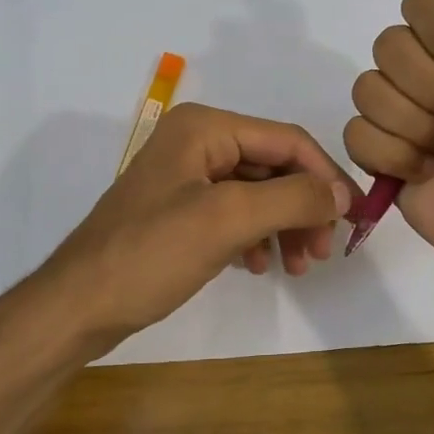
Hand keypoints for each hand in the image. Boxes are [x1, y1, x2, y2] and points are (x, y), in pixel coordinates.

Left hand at [40, 102, 356, 351]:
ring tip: (298, 267)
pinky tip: (259, 266)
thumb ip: (292, 199)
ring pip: (258, 194)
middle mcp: (197, 143)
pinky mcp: (180, 213)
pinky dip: (256, 238)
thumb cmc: (151, 254)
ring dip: (284, 227)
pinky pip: (235, 216)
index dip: (327, 177)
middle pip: (275, 167)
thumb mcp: (227, 220)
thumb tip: (341, 194)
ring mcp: (186, 179)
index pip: (288, 141)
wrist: (79, 306)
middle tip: (322, 252)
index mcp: (205, 128)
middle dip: (304, 208)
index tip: (354, 219)